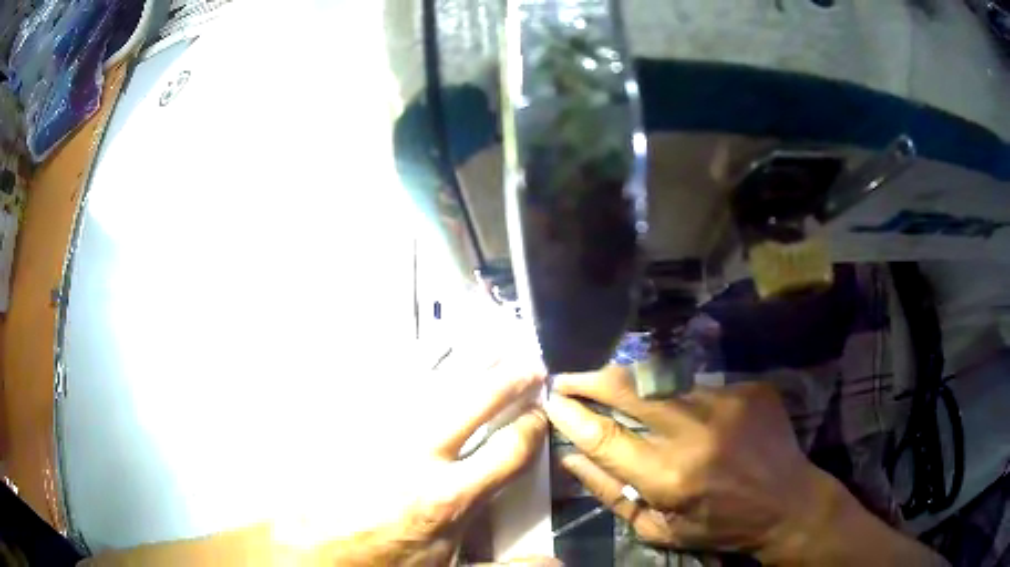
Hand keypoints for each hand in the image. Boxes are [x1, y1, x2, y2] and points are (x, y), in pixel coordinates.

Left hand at [321, 370, 548, 565]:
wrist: (309, 550)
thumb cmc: (378, 561)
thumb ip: (502, 565)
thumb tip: (552, 563)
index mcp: (449, 496)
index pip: (508, 450)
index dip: (531, 427)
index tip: (539, 413)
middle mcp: (419, 455)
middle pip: (475, 402)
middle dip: (507, 379)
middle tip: (527, 362)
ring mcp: (380, 432)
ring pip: (431, 381)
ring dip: (464, 359)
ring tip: (486, 341)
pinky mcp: (350, 422)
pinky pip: (383, 379)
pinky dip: (410, 360)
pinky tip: (424, 348)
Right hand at [545, 366, 945, 564]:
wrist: (788, 503)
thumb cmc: (719, 526)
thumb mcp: (660, 529)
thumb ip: (612, 493)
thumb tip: (571, 458)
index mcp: (669, 476)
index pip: (603, 435)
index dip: (571, 415)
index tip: (551, 401)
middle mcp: (695, 432)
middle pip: (628, 389)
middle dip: (590, 379)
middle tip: (568, 377)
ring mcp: (726, 402)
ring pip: (662, 379)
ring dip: (631, 383)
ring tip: (614, 387)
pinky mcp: (748, 389)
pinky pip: (698, 384)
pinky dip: (679, 394)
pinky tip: (687, 412)